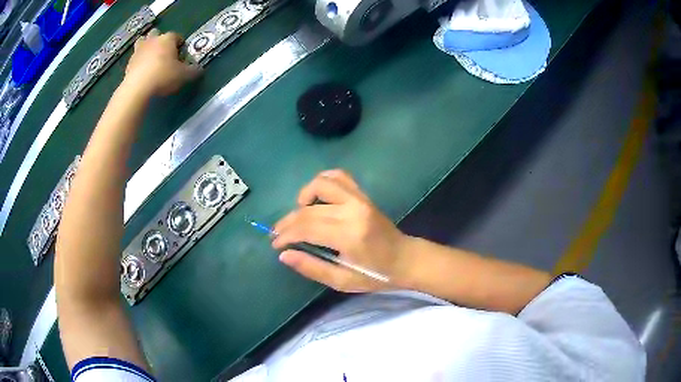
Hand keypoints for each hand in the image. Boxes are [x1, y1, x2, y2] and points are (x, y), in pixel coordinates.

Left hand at [124, 29, 199, 96]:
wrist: (138, 88)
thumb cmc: (163, 76)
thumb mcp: (183, 75)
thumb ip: (193, 71)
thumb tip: (200, 69)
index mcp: (167, 39)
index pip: (177, 36)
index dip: (180, 45)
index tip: (180, 56)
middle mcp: (153, 40)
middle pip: (156, 34)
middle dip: (159, 40)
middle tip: (163, 53)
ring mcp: (139, 50)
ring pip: (142, 42)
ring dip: (146, 47)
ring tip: (149, 59)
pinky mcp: (128, 63)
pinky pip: (135, 58)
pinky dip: (138, 62)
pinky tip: (141, 72)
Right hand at [272, 170, 408, 292]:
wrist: (405, 259)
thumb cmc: (375, 275)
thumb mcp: (342, 281)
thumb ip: (312, 267)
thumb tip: (284, 255)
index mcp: (349, 236)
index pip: (306, 229)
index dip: (285, 235)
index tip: (276, 243)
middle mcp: (352, 211)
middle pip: (308, 210)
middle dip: (288, 222)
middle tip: (279, 233)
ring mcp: (359, 199)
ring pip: (321, 184)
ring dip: (303, 196)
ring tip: (298, 213)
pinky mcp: (363, 195)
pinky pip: (339, 177)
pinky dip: (323, 181)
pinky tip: (316, 195)